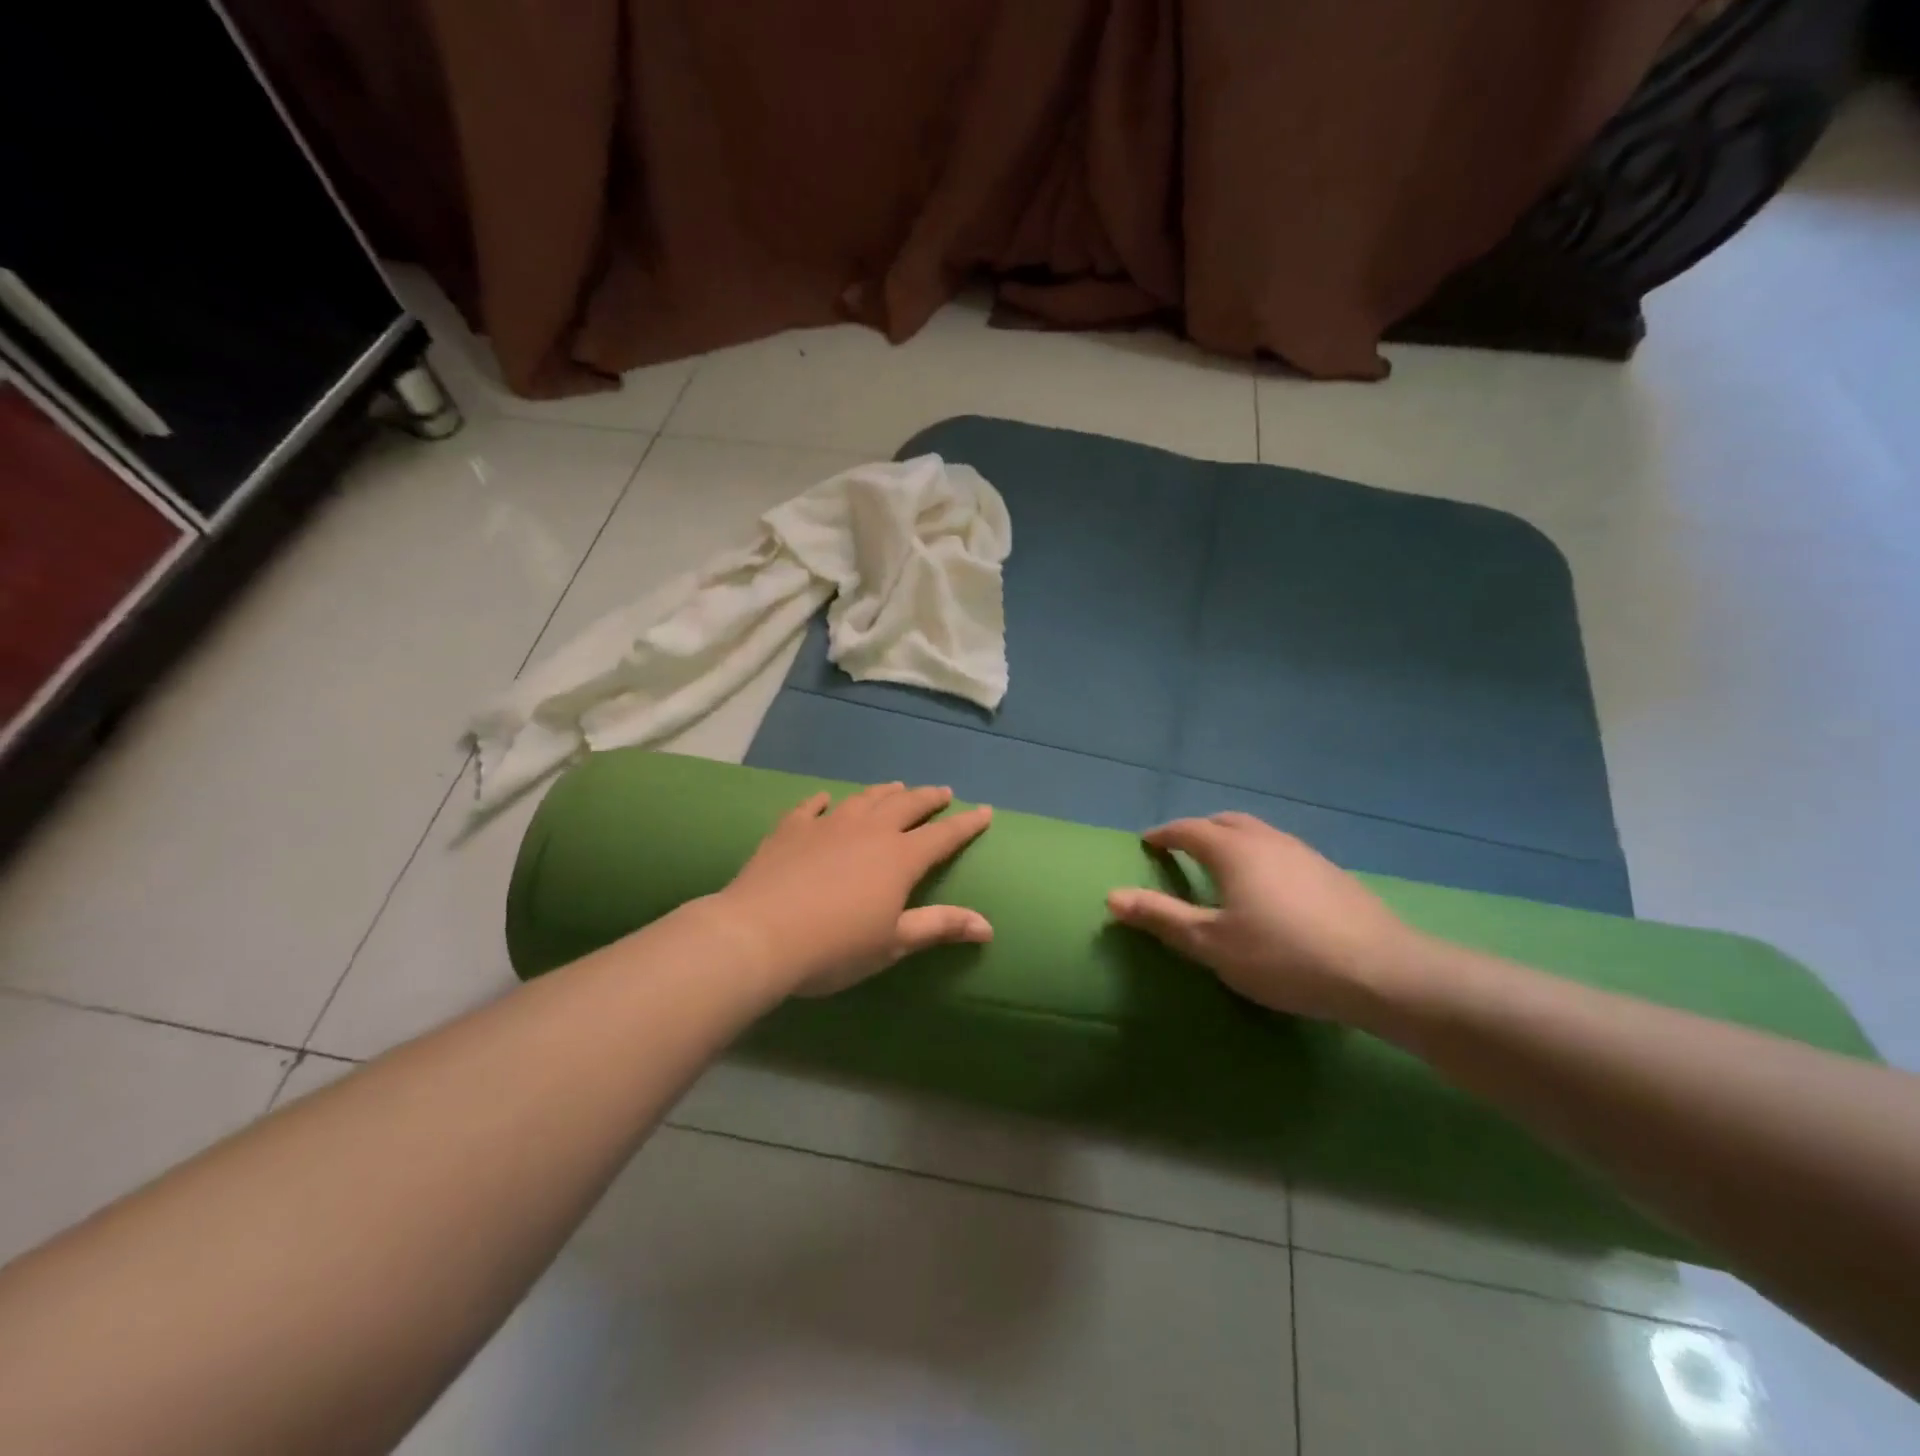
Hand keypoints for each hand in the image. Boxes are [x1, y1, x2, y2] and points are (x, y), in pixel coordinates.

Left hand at [709, 783, 993, 996]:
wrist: (759, 934)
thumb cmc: (835, 947)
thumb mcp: (893, 943)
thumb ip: (939, 926)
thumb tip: (987, 926)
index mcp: (899, 858)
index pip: (943, 835)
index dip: (966, 824)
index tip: (985, 811)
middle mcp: (869, 831)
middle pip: (906, 806)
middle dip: (928, 798)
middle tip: (942, 792)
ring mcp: (828, 825)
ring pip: (864, 799)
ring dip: (884, 792)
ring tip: (896, 787)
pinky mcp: (791, 829)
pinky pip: (811, 807)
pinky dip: (822, 801)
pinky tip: (824, 799)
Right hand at [1106, 812, 1425, 1023]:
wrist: (1382, 972)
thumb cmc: (1283, 956)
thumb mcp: (1212, 944)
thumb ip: (1161, 918)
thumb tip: (1112, 897)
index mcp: (1233, 850)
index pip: (1188, 830)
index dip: (1164, 834)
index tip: (1148, 842)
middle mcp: (1268, 840)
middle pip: (1226, 821)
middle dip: (1199, 830)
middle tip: (1182, 848)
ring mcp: (1304, 853)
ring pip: (1258, 833)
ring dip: (1233, 840)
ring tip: (1222, 866)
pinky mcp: (1331, 873)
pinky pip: (1282, 850)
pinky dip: (1261, 856)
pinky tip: (1269, 888)